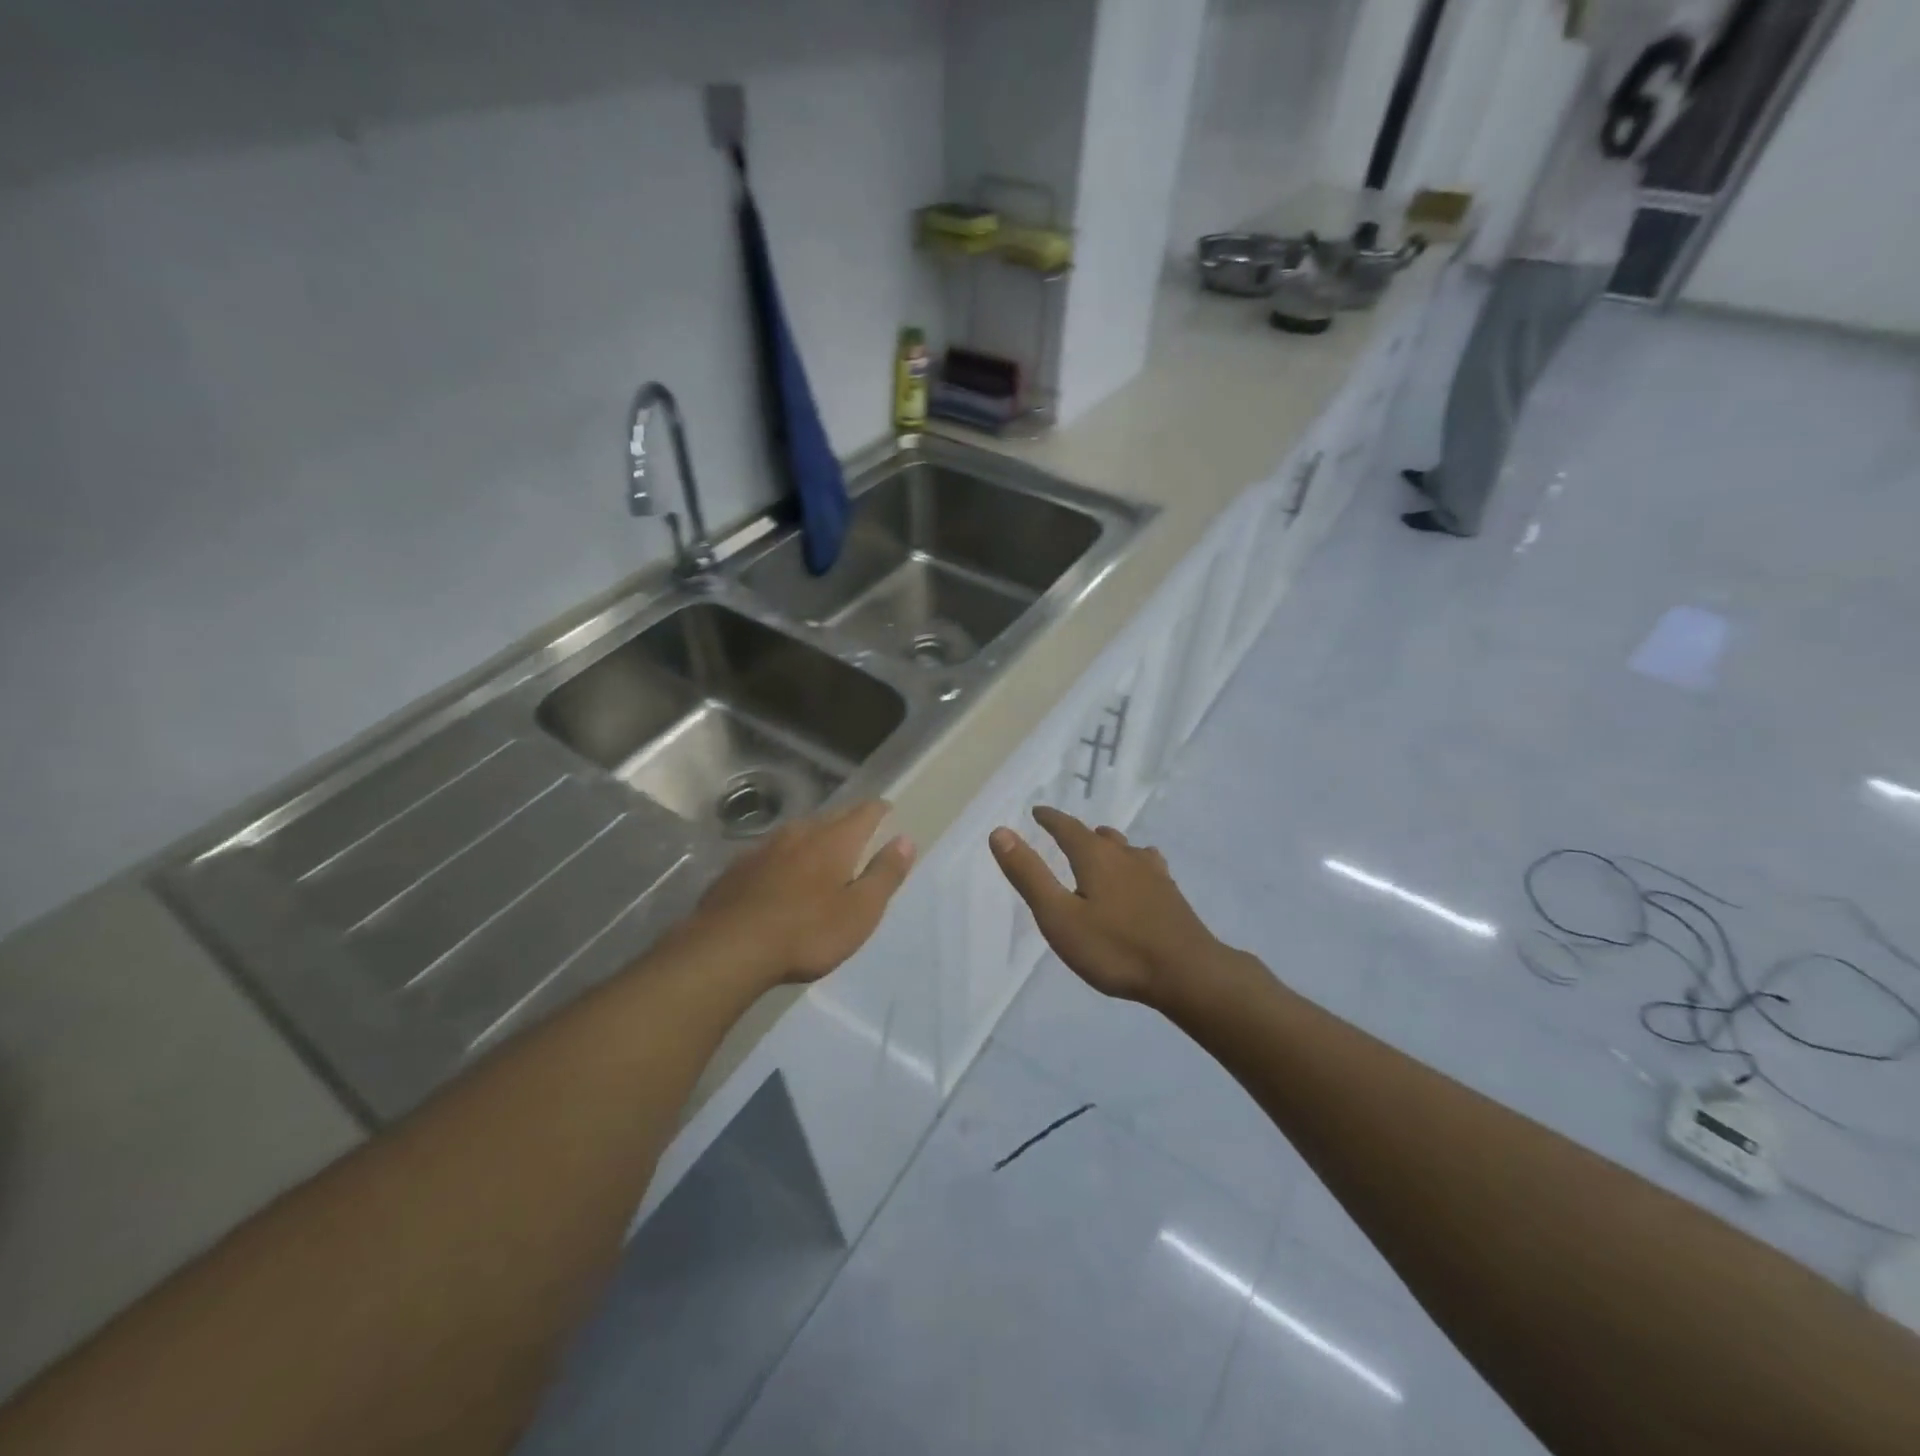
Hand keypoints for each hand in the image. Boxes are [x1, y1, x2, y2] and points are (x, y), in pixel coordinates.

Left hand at [684, 801, 915, 986]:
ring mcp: (764, 848)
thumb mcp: (860, 911)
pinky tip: (780, 872)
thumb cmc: (807, 932)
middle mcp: (800, 833)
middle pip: (830, 817)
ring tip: (822, 848)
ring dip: (814, 836)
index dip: (879, 810)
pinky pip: (771, 852)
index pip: (864, 812)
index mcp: (834, 840)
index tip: (887, 811)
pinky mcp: (737, 868)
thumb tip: (906, 840)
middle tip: (859, 829)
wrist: (727, 948)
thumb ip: (885, 874)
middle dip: (847, 820)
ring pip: (797, 832)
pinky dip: (785, 856)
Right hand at [989, 807, 1224, 1006]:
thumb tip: (1000, 832)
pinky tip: (1141, 877)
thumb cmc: (1115, 948)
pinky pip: (1147, 866)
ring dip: (1108, 846)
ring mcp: (1153, 874)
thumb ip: (1029, 875)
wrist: (1187, 973)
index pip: (1067, 827)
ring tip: (1100, 851)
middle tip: (1063, 835)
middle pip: (1098, 836)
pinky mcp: (1171, 895)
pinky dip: (1133, 864)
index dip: (1050, 819)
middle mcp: (1125, 856)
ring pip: (1125, 849)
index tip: (1037, 812)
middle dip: (1078, 833)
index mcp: (1095, 857)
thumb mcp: (1059, 916)